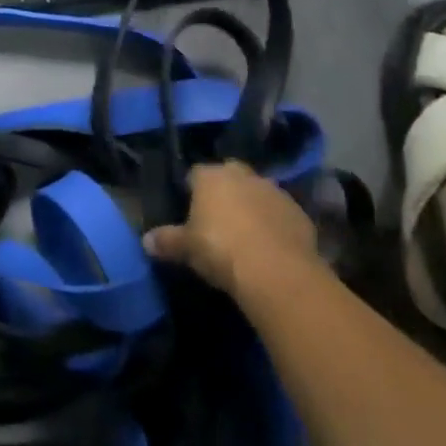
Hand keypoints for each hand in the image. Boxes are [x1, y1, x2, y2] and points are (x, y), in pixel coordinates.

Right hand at [143, 162, 320, 300]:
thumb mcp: (186, 248)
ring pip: (258, 194)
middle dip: (225, 193)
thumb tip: (145, 241)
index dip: (192, 191)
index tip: (191, 212)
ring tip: (247, 237)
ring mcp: (274, 191)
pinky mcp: (300, 213)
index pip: (195, 174)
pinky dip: (275, 225)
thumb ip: (166, 241)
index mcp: (211, 176)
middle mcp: (242, 175)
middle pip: (229, 177)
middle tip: (219, 221)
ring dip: (253, 208)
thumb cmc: (221, 250)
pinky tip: (271, 248)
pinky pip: (281, 214)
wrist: (277, 271)